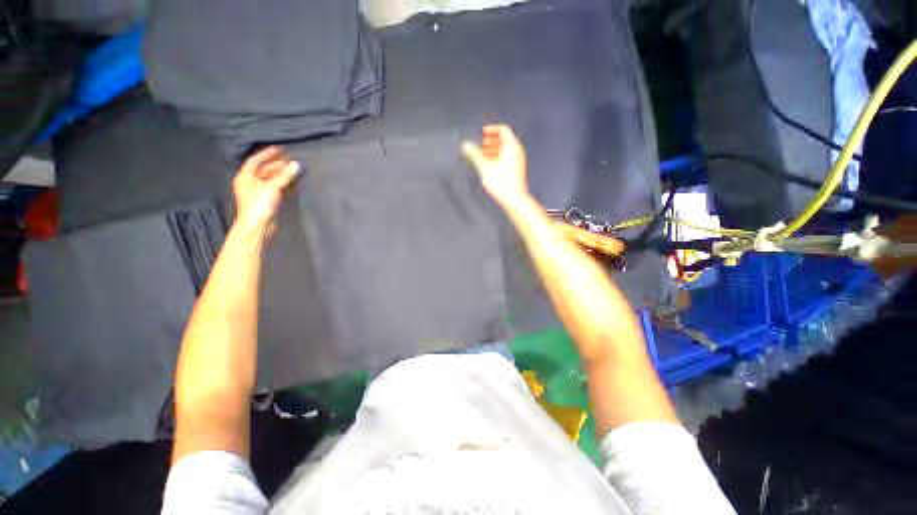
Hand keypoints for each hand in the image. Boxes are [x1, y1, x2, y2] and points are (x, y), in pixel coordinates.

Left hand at [233, 146, 300, 230]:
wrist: (258, 226)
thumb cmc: (260, 204)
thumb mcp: (273, 187)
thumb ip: (284, 175)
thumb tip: (296, 164)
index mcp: (245, 176)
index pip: (256, 160)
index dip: (267, 154)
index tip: (279, 149)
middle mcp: (249, 182)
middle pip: (263, 169)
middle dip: (276, 164)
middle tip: (290, 159)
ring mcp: (257, 192)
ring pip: (269, 179)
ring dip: (280, 174)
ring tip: (292, 170)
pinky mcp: (265, 200)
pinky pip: (274, 187)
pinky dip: (282, 183)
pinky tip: (291, 183)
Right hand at [462, 125, 528, 206]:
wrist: (513, 198)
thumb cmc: (501, 181)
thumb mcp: (485, 166)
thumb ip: (475, 154)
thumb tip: (465, 145)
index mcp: (512, 146)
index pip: (503, 130)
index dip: (491, 129)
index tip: (481, 133)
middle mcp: (517, 151)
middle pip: (504, 140)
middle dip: (491, 140)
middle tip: (480, 144)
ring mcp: (518, 161)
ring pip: (504, 150)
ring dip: (493, 150)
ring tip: (482, 156)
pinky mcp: (516, 170)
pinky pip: (506, 158)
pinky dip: (497, 158)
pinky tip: (488, 166)